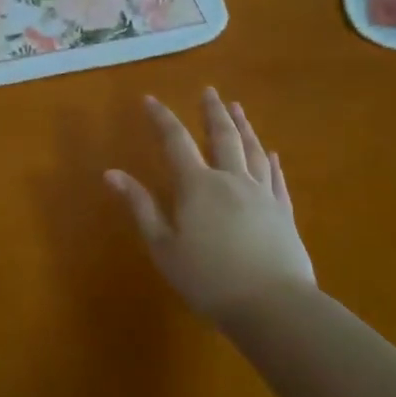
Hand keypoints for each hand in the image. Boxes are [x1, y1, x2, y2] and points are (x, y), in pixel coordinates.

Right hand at [105, 88, 316, 322]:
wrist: (273, 306)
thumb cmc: (209, 279)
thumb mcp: (163, 246)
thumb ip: (140, 207)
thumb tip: (112, 174)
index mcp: (197, 186)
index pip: (175, 141)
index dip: (161, 118)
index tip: (149, 99)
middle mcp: (231, 180)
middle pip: (222, 136)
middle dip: (212, 111)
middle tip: (209, 91)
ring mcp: (262, 194)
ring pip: (252, 150)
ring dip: (243, 126)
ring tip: (237, 108)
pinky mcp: (283, 212)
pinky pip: (276, 178)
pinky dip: (271, 161)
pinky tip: (272, 153)